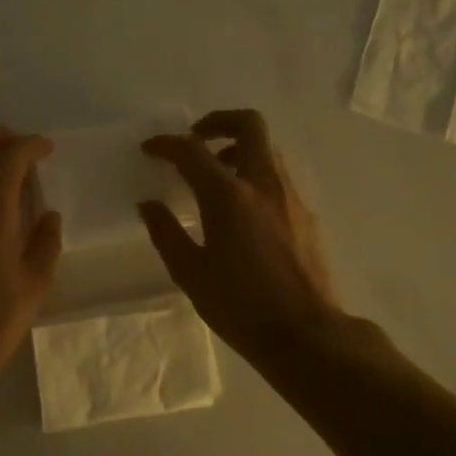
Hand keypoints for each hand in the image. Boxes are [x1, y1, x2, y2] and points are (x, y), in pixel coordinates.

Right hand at [138, 109, 341, 361]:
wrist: (306, 333)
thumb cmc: (241, 306)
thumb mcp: (191, 274)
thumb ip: (167, 233)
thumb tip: (149, 205)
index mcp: (229, 196)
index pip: (193, 151)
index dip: (167, 144)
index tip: (150, 148)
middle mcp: (264, 184)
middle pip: (248, 125)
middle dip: (218, 122)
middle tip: (195, 139)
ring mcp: (291, 197)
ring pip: (267, 150)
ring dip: (238, 149)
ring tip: (214, 176)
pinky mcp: (306, 214)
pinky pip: (277, 176)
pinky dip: (254, 174)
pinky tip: (240, 209)